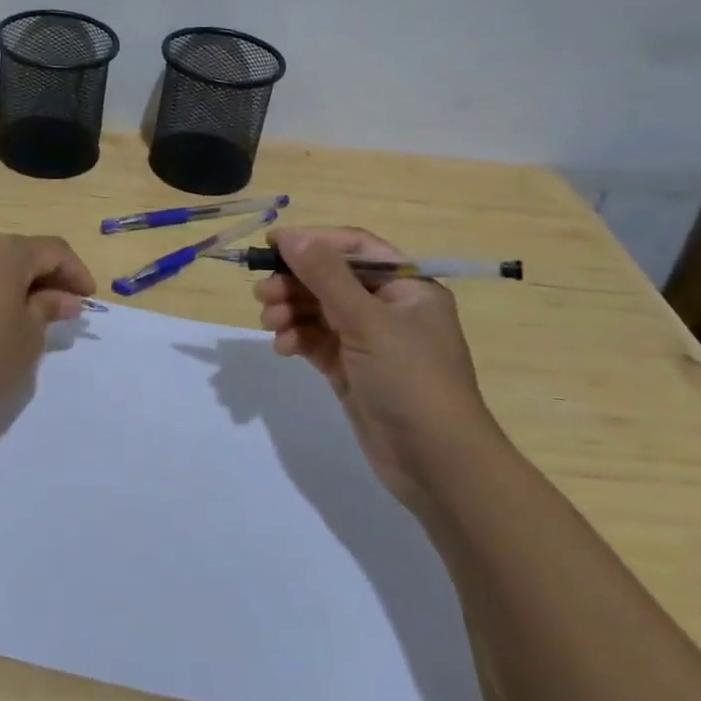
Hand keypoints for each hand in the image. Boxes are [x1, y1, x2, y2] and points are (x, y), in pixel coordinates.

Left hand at [0, 234, 95, 410]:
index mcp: (7, 251)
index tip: (89, 298)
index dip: (76, 272)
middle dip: (47, 276)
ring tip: (33, 314)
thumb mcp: (29, 336)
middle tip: (65, 306)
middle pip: (22, 252)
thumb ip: (49, 308)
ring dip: (18, 283)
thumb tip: (64, 298)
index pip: (54, 250)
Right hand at [255, 227, 503, 501]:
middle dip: (295, 282)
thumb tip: (291, 236)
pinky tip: (283, 347)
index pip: (355, 248)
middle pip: (331, 279)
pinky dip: (296, 338)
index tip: (272, 245)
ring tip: (270, 323)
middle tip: (262, 294)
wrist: (437, 465)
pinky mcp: (351, 370)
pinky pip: (316, 341)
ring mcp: (369, 341)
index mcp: (407, 286)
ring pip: (319, 311)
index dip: (314, 242)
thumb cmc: (411, 380)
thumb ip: (326, 276)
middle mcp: (388, 308)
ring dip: (291, 310)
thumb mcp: (368, 321)